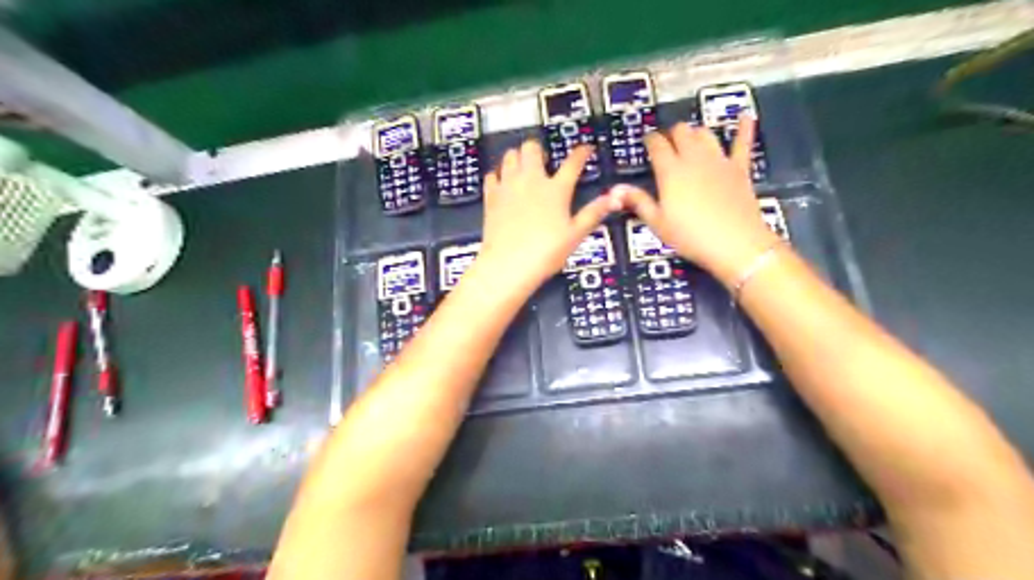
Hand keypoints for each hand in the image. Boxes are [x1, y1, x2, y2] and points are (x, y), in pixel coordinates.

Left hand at [477, 141, 612, 294]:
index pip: (573, 162)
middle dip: (539, 149)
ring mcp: (508, 186)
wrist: (508, 264)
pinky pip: (492, 174)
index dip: (582, 152)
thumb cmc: (546, 252)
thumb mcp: (575, 235)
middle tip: (544, 161)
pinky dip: (498, 174)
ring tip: (523, 168)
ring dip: (518, 157)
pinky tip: (503, 183)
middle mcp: (531, 180)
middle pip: (532, 148)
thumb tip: (614, 198)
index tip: (586, 148)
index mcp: (556, 189)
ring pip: (510, 155)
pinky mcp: (491, 196)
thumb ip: (593, 213)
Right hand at [611, 119, 773, 286]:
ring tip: (690, 139)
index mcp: (671, 171)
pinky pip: (742, 143)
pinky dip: (743, 128)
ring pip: (705, 133)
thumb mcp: (658, 223)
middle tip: (667, 144)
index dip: (650, 140)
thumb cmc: (690, 236)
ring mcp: (719, 161)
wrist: (735, 243)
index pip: (657, 144)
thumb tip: (617, 189)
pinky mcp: (740, 168)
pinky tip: (745, 117)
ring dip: (695, 132)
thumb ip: (639, 202)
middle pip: (681, 132)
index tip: (647, 142)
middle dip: (672, 134)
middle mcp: (694, 158)